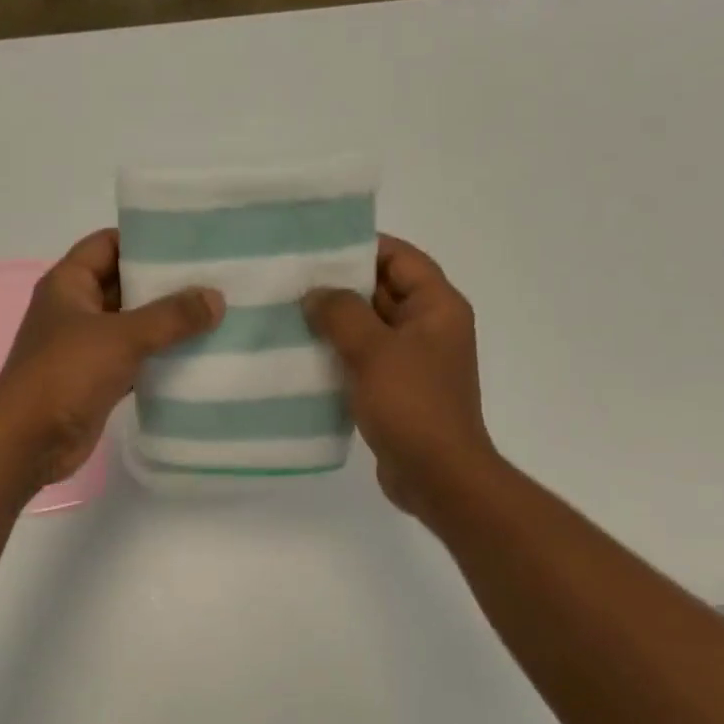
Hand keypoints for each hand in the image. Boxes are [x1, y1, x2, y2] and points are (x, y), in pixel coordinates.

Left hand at [0, 230, 223, 484]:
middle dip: (166, 284)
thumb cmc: (66, 374)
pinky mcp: (97, 382)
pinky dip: (160, 361)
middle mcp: (76, 310)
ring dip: (167, 325)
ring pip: (133, 327)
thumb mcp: (122, 336)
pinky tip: (198, 358)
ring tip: (217, 315)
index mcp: (68, 284)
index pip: (109, 244)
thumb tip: (215, 298)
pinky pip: (134, 362)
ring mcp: (85, 348)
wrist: (30, 442)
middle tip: (217, 279)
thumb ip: (171, 316)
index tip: (192, 241)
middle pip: (125, 285)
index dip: (146, 240)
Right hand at [303, 235, 495, 517]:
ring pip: (368, 329)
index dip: (360, 248)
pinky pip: (363, 361)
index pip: (399, 258)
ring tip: (286, 316)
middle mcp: (428, 328)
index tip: (314, 247)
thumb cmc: (412, 406)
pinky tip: (300, 358)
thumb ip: (341, 314)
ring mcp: (412, 362)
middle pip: (381, 292)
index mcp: (437, 307)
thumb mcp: (374, 351)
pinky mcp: (395, 391)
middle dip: (338, 286)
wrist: (437, 475)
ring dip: (333, 324)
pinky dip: (337, 356)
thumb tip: (315, 293)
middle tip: (289, 282)